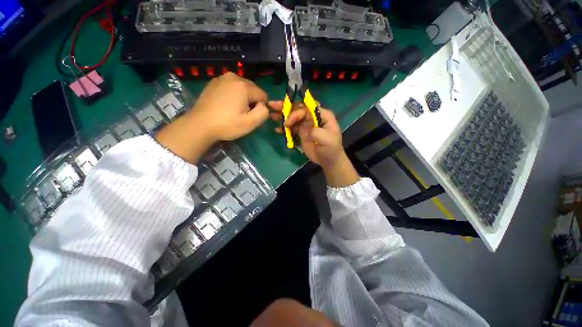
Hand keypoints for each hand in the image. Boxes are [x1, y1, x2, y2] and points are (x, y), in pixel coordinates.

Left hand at [156, 73, 268, 162]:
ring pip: (242, 88)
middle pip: (253, 89)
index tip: (250, 116)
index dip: (260, 108)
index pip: (263, 95)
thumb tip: (263, 106)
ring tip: (233, 109)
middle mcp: (234, 76)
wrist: (200, 125)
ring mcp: (222, 78)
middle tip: (242, 113)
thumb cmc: (227, 125)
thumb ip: (264, 112)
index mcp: (244, 85)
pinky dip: (233, 94)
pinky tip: (225, 104)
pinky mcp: (213, 82)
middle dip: (252, 101)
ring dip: (243, 97)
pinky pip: (231, 87)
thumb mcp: (251, 123)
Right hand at [270, 101, 358, 186]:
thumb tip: (305, 129)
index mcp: (322, 115)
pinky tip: (276, 129)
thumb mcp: (327, 140)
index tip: (288, 121)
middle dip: (285, 108)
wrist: (328, 160)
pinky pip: (291, 128)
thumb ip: (317, 132)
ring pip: (293, 117)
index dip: (296, 111)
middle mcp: (313, 117)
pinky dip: (284, 128)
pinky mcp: (301, 132)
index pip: (307, 108)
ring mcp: (306, 125)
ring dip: (282, 116)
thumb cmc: (331, 148)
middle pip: (298, 109)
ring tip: (271, 116)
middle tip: (272, 106)